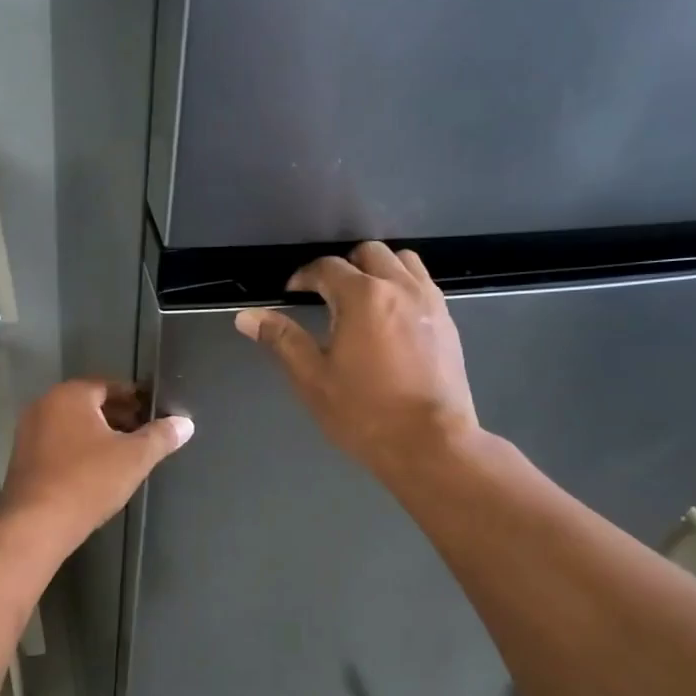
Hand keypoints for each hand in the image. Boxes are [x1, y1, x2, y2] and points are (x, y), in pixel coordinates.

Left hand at [0, 379, 193, 550]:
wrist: (36, 524)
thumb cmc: (88, 481)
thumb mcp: (134, 458)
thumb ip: (161, 436)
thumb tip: (185, 423)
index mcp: (70, 395)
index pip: (110, 386)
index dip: (136, 399)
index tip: (154, 413)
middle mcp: (44, 405)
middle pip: (89, 404)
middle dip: (118, 416)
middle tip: (144, 434)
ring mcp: (28, 432)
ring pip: (72, 425)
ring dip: (98, 435)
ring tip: (124, 455)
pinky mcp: (22, 459)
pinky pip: (57, 444)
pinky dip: (78, 450)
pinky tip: (95, 471)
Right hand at [234, 242, 477, 478]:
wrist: (430, 443)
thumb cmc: (364, 412)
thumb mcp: (313, 378)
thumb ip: (282, 339)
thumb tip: (247, 317)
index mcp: (362, 296)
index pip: (327, 267)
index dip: (303, 277)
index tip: (293, 294)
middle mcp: (399, 288)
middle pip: (369, 253)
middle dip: (343, 267)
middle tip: (326, 295)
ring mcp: (429, 302)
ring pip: (403, 261)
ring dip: (378, 269)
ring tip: (362, 299)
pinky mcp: (447, 321)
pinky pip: (424, 284)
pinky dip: (403, 286)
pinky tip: (391, 317)